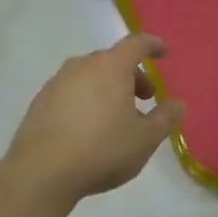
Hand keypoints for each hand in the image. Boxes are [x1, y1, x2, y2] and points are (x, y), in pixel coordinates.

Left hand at [4, 33, 185, 204]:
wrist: (41, 173)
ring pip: (90, 76)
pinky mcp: (40, 102)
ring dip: (108, 89)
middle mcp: (82, 66)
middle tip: (144, 98)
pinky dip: (86, 100)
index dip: (154, 45)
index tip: (164, 52)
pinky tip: (89, 128)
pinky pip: (71, 92)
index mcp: (111, 67)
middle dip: (132, 75)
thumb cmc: (102, 149)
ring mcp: (57, 82)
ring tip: (117, 118)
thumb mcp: (145, 139)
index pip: (137, 44)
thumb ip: (165, 118)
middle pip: (113, 61)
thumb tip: (178, 104)